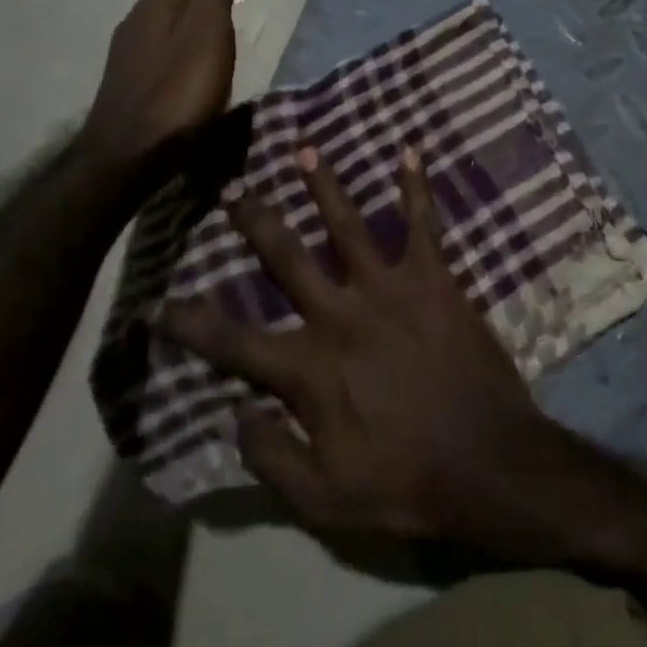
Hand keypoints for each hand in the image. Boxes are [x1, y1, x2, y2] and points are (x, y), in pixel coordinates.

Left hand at [83, 0, 242, 182]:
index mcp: (158, 4)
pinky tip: (186, 42)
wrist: (126, 156)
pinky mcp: (129, 77)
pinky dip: (178, 23)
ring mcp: (129, 50)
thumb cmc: (178, 94)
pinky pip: (157, 33)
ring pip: (160, 8)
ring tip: (211, 0)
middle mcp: (138, 19)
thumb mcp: (208, 35)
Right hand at [160, 146, 556, 542]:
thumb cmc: (407, 482)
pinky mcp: (433, 278)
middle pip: (285, 258)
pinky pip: (423, 223)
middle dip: (253, 221)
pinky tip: (411, 150)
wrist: (489, 461)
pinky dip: (417, 186)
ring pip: (347, 224)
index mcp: (309, 368)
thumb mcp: (325, 499)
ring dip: (323, 184)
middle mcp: (340, 315)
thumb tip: (234, 411)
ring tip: (303, 147)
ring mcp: (388, 289)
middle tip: (230, 188)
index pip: (232, 342)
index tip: (156, 302)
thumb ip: (271, 457)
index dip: (188, 324)